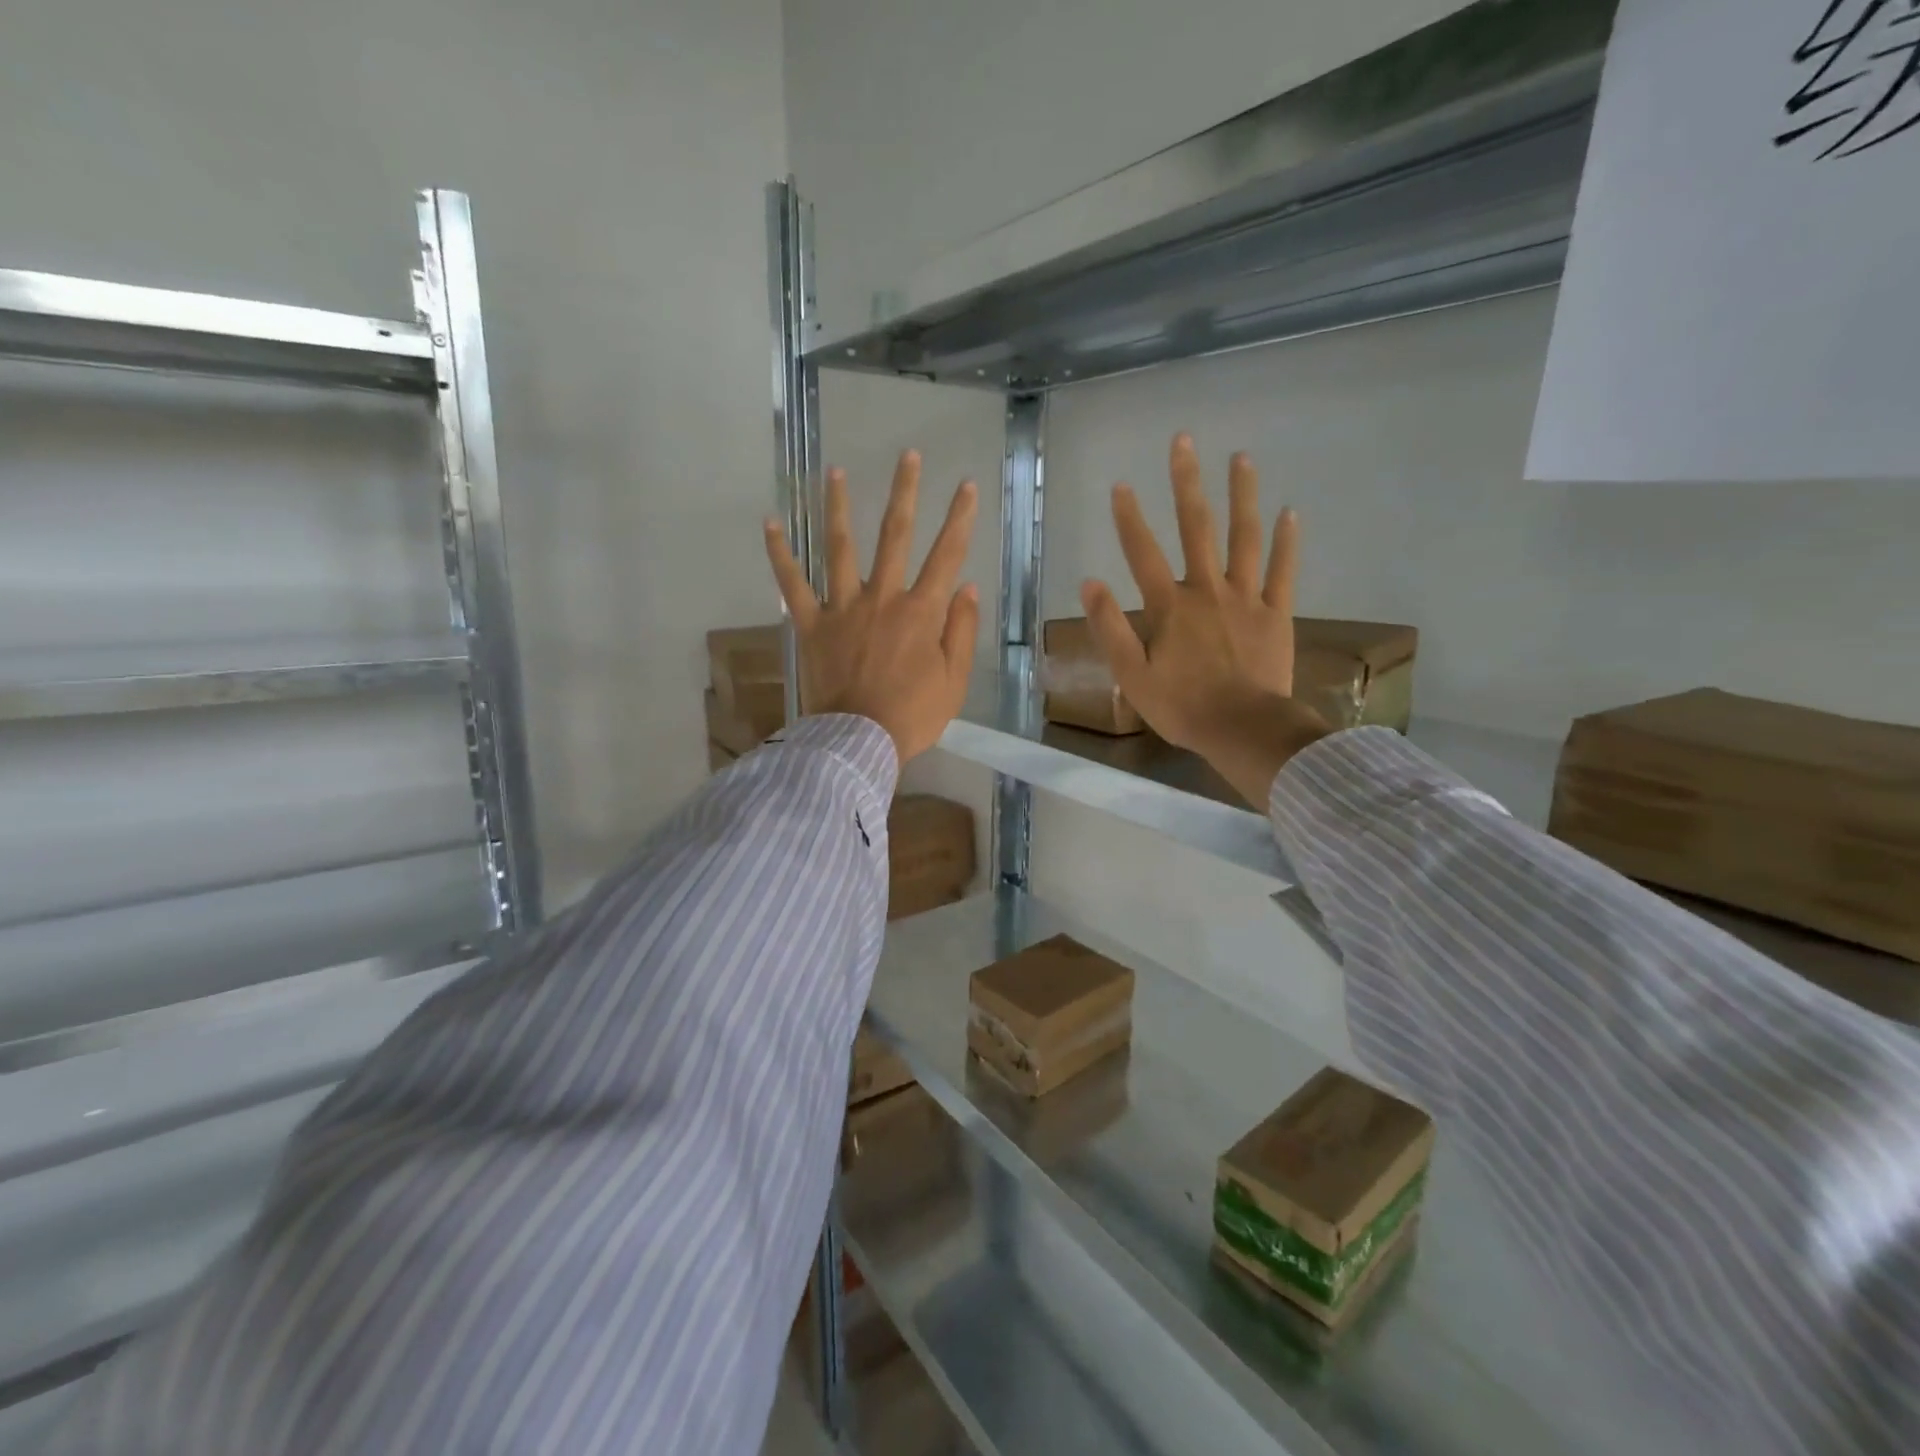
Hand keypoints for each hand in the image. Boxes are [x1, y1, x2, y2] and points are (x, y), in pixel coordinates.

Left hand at [765, 450, 979, 763]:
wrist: (859, 741)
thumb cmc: (912, 716)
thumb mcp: (953, 680)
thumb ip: (960, 630)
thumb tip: (966, 587)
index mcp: (920, 612)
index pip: (946, 555)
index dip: (959, 519)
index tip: (965, 486)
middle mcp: (882, 598)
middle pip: (895, 535)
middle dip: (904, 492)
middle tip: (907, 456)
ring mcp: (842, 608)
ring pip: (840, 547)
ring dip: (838, 506)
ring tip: (835, 471)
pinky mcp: (810, 624)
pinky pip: (792, 584)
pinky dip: (779, 553)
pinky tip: (770, 522)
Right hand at [1080, 433, 1329, 806]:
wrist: (1243, 729)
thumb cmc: (1181, 706)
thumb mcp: (1131, 674)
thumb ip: (1110, 627)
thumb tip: (1090, 582)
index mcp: (1170, 607)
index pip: (1144, 553)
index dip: (1129, 518)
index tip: (1121, 484)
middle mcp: (1208, 591)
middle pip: (1196, 528)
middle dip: (1187, 483)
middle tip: (1184, 441)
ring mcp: (1246, 598)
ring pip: (1244, 538)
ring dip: (1241, 496)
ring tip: (1242, 458)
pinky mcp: (1276, 614)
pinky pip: (1283, 572)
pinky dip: (1287, 541)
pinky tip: (1290, 511)